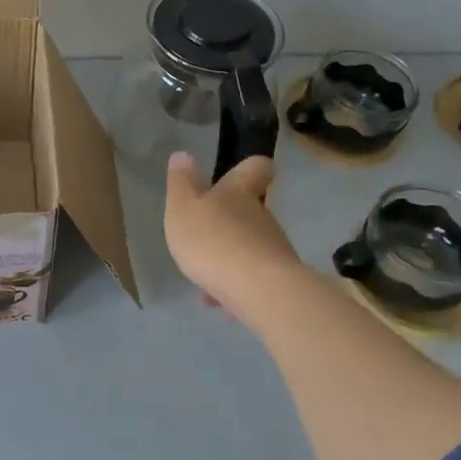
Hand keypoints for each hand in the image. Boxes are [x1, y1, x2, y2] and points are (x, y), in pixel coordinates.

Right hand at [163, 152, 305, 318]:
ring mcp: (273, 249)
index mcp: (237, 193)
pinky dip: (236, 288)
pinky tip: (220, 304)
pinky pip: (253, 279)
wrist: (257, 290)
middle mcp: (261, 216)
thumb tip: (183, 155)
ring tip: (204, 281)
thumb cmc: (213, 241)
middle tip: (202, 238)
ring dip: (228, 259)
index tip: (244, 171)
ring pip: (249, 248)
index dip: (250, 167)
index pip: (255, 168)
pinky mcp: (279, 280)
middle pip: (249, 211)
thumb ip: (181, 183)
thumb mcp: (183, 208)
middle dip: (228, 223)